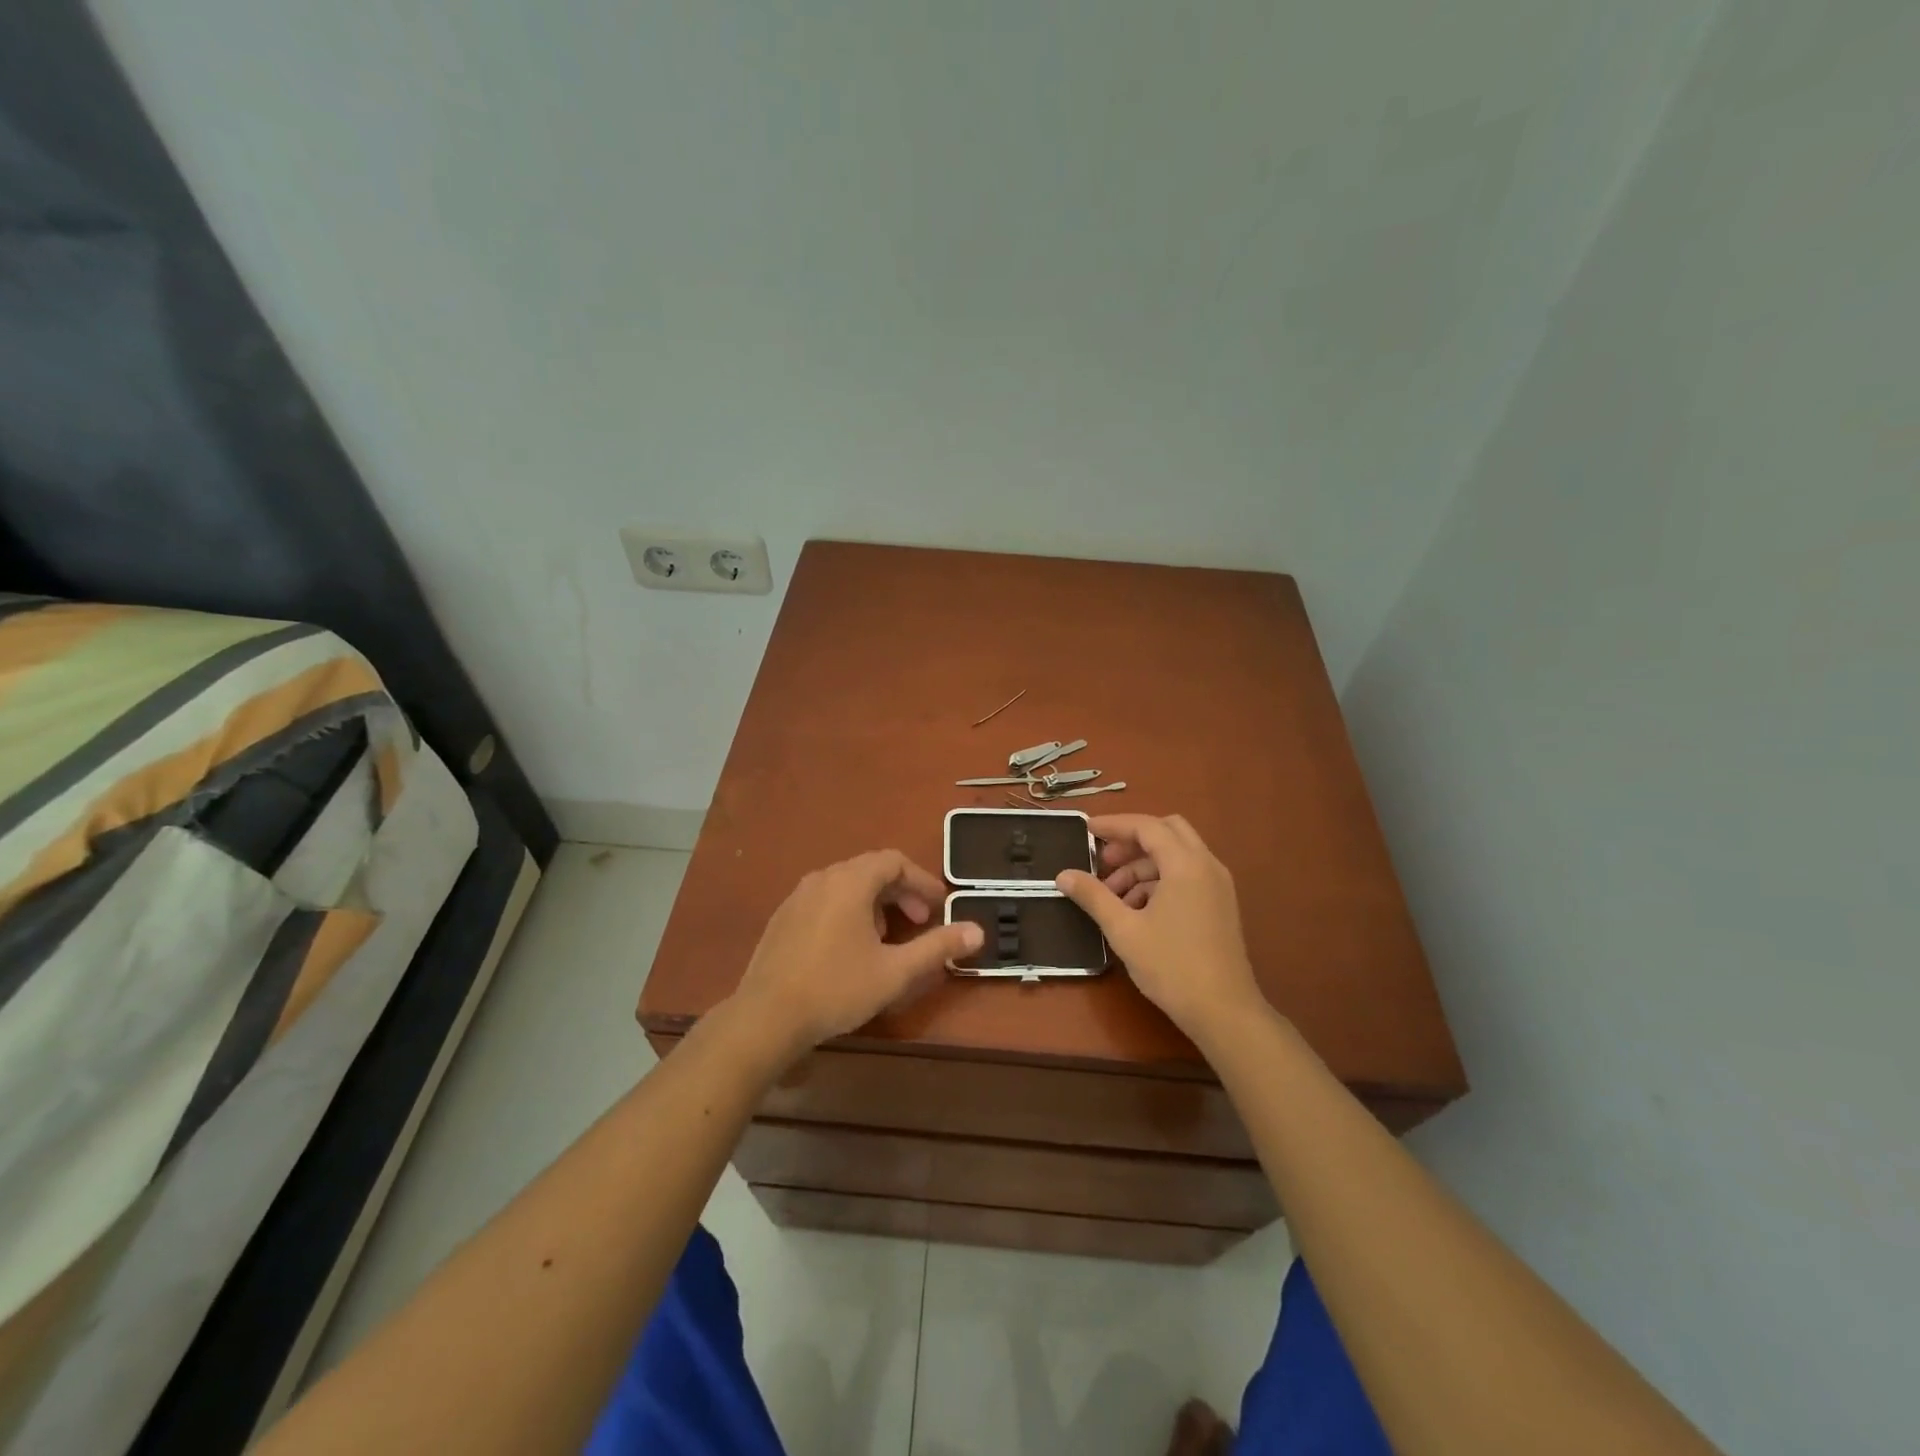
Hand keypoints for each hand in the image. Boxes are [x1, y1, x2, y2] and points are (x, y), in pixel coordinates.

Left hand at [727, 849, 981, 1063]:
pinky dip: (849, 911)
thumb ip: (937, 947)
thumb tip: (977, 931)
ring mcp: (798, 896)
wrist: (765, 1017)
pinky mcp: (783, 917)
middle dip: (901, 892)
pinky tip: (850, 947)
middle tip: (920, 923)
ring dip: (875, 902)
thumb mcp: (895, 971)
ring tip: (887, 937)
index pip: (894, 861)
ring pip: (847, 885)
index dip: (922, 881)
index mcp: (850, 881)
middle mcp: (823, 878)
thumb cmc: (836, 989)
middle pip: (870, 870)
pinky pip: (825, 899)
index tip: (939, 907)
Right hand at [1056, 814, 1264, 1044]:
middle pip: (1167, 832)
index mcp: (1186, 864)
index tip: (1087, 830)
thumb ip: (1093, 896)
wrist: (1224, 1011)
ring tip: (1113, 896)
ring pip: (1177, 855)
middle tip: (1104, 860)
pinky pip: (1187, 876)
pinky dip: (1160, 880)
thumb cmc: (1171, 966)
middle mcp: (1206, 866)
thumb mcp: (1124, 930)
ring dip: (1144, 865)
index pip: (1147, 826)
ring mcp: (1218, 886)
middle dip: (1132, 840)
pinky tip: (1137, 910)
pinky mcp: (1220, 905)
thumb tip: (1063, 875)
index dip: (1114, 825)